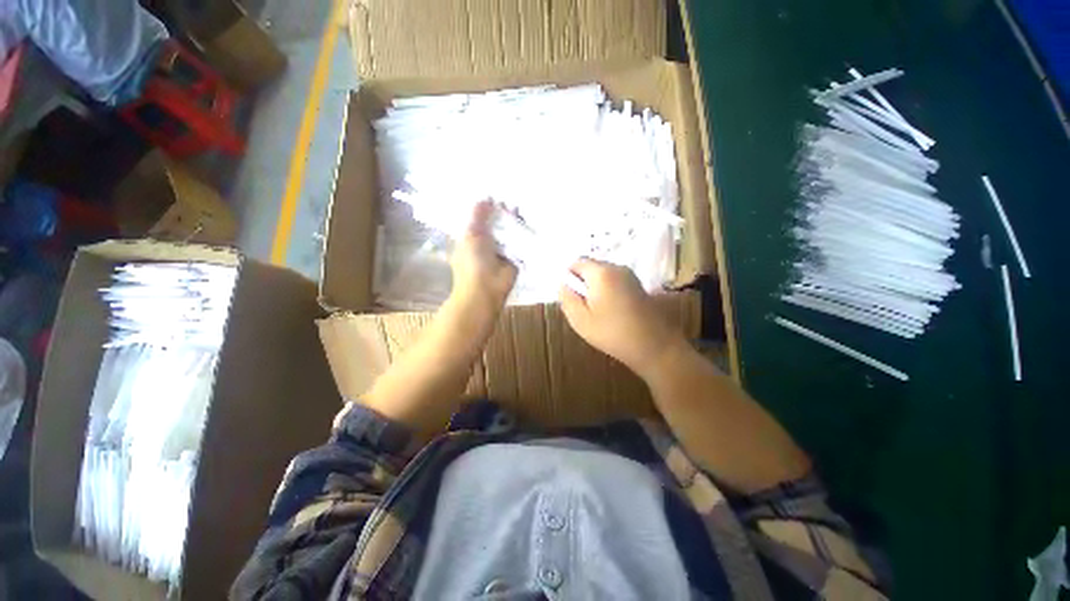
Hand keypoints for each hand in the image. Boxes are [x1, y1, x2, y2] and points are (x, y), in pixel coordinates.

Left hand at [450, 200, 517, 312]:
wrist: (486, 289)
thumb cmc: (473, 262)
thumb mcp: (471, 233)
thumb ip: (478, 215)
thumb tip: (486, 197)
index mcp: (471, 237)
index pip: (479, 218)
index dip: (486, 207)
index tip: (495, 193)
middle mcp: (486, 242)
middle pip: (496, 224)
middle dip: (502, 212)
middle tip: (511, 197)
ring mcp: (501, 250)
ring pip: (508, 232)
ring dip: (513, 221)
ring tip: (520, 206)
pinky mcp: (515, 257)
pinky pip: (519, 242)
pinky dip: (523, 233)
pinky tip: (528, 220)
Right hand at [559, 258, 682, 376]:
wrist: (655, 346)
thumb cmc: (614, 333)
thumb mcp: (581, 320)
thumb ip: (567, 298)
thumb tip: (563, 283)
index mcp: (601, 273)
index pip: (576, 262)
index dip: (569, 277)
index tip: (571, 297)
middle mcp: (617, 267)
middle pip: (590, 267)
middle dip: (582, 284)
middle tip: (583, 308)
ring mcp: (630, 275)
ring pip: (602, 275)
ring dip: (595, 289)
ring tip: (597, 312)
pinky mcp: (638, 285)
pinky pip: (614, 282)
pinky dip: (607, 292)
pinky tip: (611, 312)